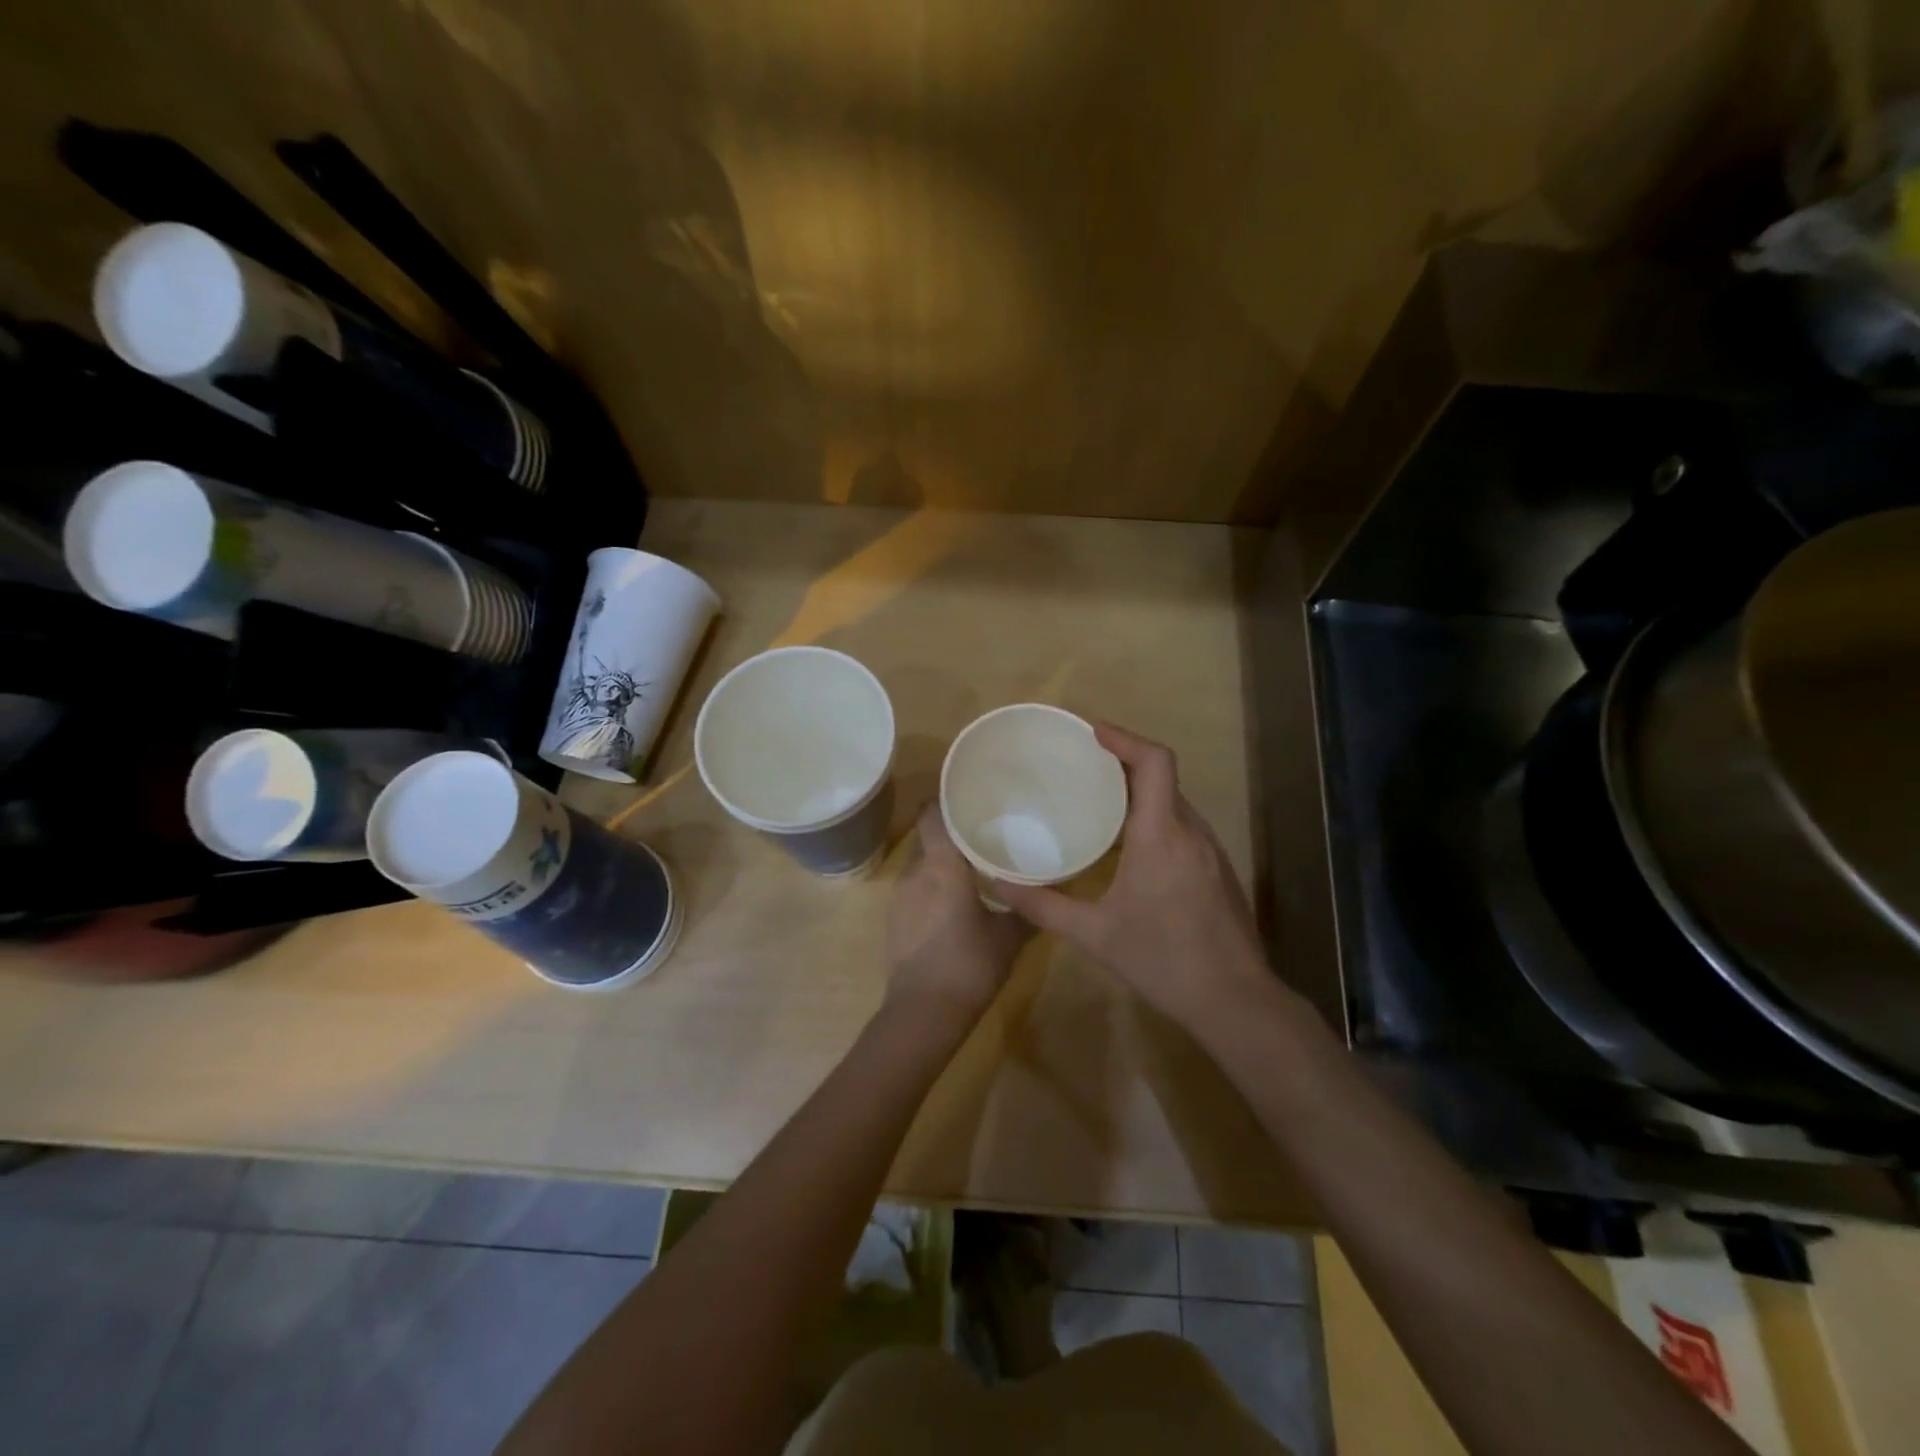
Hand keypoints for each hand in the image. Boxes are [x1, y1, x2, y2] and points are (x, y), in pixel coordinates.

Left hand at [886, 802, 1030, 1017]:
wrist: (922, 1013)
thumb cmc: (969, 965)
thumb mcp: (1008, 938)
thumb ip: (1026, 909)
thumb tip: (1049, 892)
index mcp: (941, 866)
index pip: (931, 814)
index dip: (944, 801)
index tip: (968, 798)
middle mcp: (915, 872)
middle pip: (928, 839)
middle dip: (951, 836)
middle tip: (982, 837)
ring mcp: (898, 897)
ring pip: (921, 866)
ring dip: (941, 866)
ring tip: (971, 873)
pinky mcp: (893, 920)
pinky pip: (914, 890)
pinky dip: (931, 889)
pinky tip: (952, 907)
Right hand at [989, 724, 1269, 1031]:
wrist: (1235, 1001)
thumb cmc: (1162, 960)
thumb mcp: (1095, 935)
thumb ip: (1044, 906)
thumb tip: (997, 885)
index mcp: (1162, 834)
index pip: (1154, 762)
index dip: (1125, 738)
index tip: (1091, 732)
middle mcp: (1191, 831)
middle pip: (1162, 776)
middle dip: (1123, 762)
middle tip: (1080, 765)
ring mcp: (1210, 850)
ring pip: (1174, 802)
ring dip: (1139, 791)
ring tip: (1097, 800)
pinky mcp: (1217, 869)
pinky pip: (1183, 826)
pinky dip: (1155, 817)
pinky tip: (1129, 845)